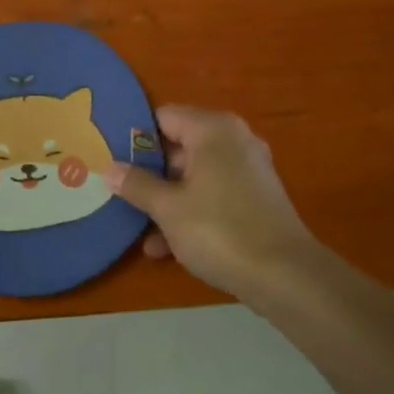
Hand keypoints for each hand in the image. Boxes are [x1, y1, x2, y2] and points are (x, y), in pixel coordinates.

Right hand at [105, 106, 319, 303]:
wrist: (286, 277)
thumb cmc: (219, 230)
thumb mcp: (168, 208)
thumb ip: (136, 184)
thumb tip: (108, 168)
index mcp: (212, 129)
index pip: (162, 117)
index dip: (134, 137)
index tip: (109, 157)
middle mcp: (233, 141)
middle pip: (178, 147)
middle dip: (148, 173)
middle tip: (117, 191)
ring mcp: (248, 170)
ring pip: (193, 176)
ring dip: (166, 199)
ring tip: (137, 228)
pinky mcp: (255, 199)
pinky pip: (212, 195)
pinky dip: (190, 212)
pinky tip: (164, 247)